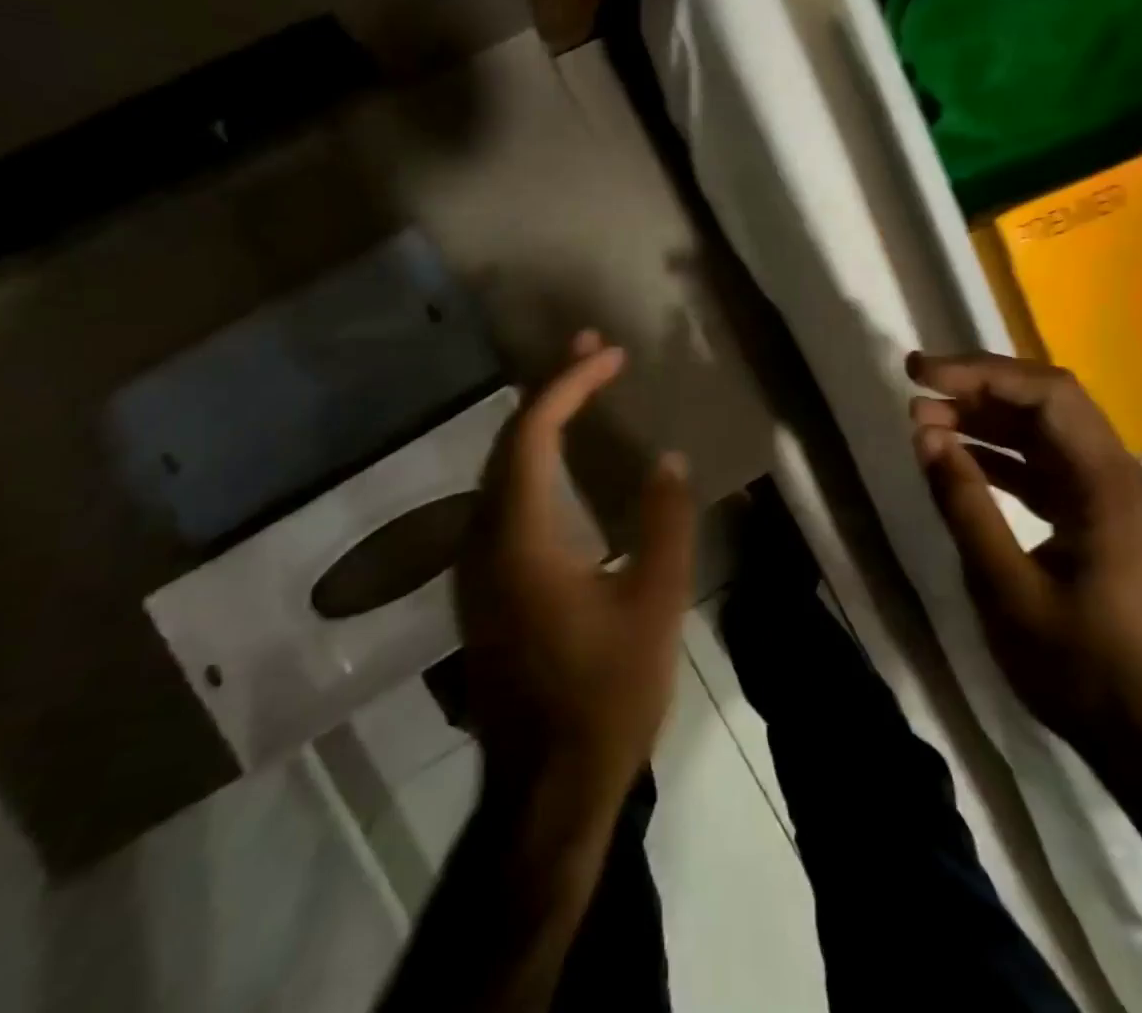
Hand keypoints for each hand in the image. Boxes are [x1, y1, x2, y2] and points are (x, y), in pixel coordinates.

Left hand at [459, 331, 695, 818]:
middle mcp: (481, 540)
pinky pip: (501, 499)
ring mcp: (473, 566)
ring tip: (582, 388)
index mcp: (518, 538)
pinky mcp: (481, 587)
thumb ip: (665, 524)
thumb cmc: (605, 695)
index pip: (532, 433)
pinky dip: (532, 460)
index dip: (569, 384)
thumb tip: (669, 460)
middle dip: (550, 388)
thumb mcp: (655, 606)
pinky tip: (561, 460)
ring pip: (499, 469)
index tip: (611, 356)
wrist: (546, 788)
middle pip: (507, 441)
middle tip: (593, 352)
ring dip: (539, 422)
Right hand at [907, 350, 1141, 756]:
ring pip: (1056, 439)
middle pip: (1053, 407)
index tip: (921, 374)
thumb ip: (963, 502)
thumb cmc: (1077, 670)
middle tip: (917, 393)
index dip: (981, 373)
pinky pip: (1062, 474)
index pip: (1049, 395)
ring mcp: (1132, 503)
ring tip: (928, 423)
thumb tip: (926, 433)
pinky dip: (1013, 463)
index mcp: (1114, 488)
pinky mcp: (1122, 524)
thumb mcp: (1003, 587)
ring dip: (992, 426)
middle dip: (981, 392)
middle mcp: (1133, 480)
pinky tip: (967, 462)